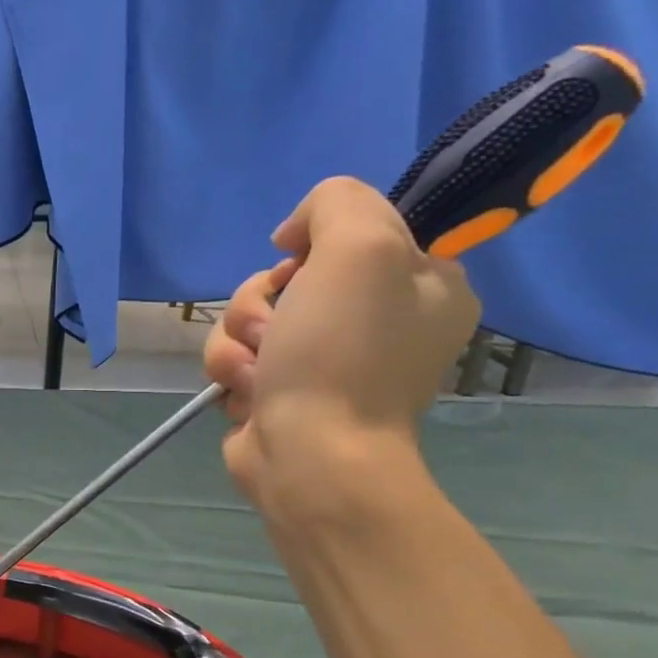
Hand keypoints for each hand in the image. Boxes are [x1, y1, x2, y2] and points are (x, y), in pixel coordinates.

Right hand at [204, 177, 479, 503]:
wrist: (311, 454)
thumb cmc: (342, 353)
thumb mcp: (361, 247)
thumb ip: (338, 203)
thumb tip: (293, 238)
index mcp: (425, 285)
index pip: (352, 234)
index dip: (312, 244)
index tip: (299, 265)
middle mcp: (379, 321)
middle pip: (287, 277)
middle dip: (259, 300)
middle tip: (272, 329)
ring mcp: (326, 361)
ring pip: (252, 318)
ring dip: (237, 339)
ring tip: (256, 371)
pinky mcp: (281, 391)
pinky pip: (239, 358)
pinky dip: (232, 372)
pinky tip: (249, 393)